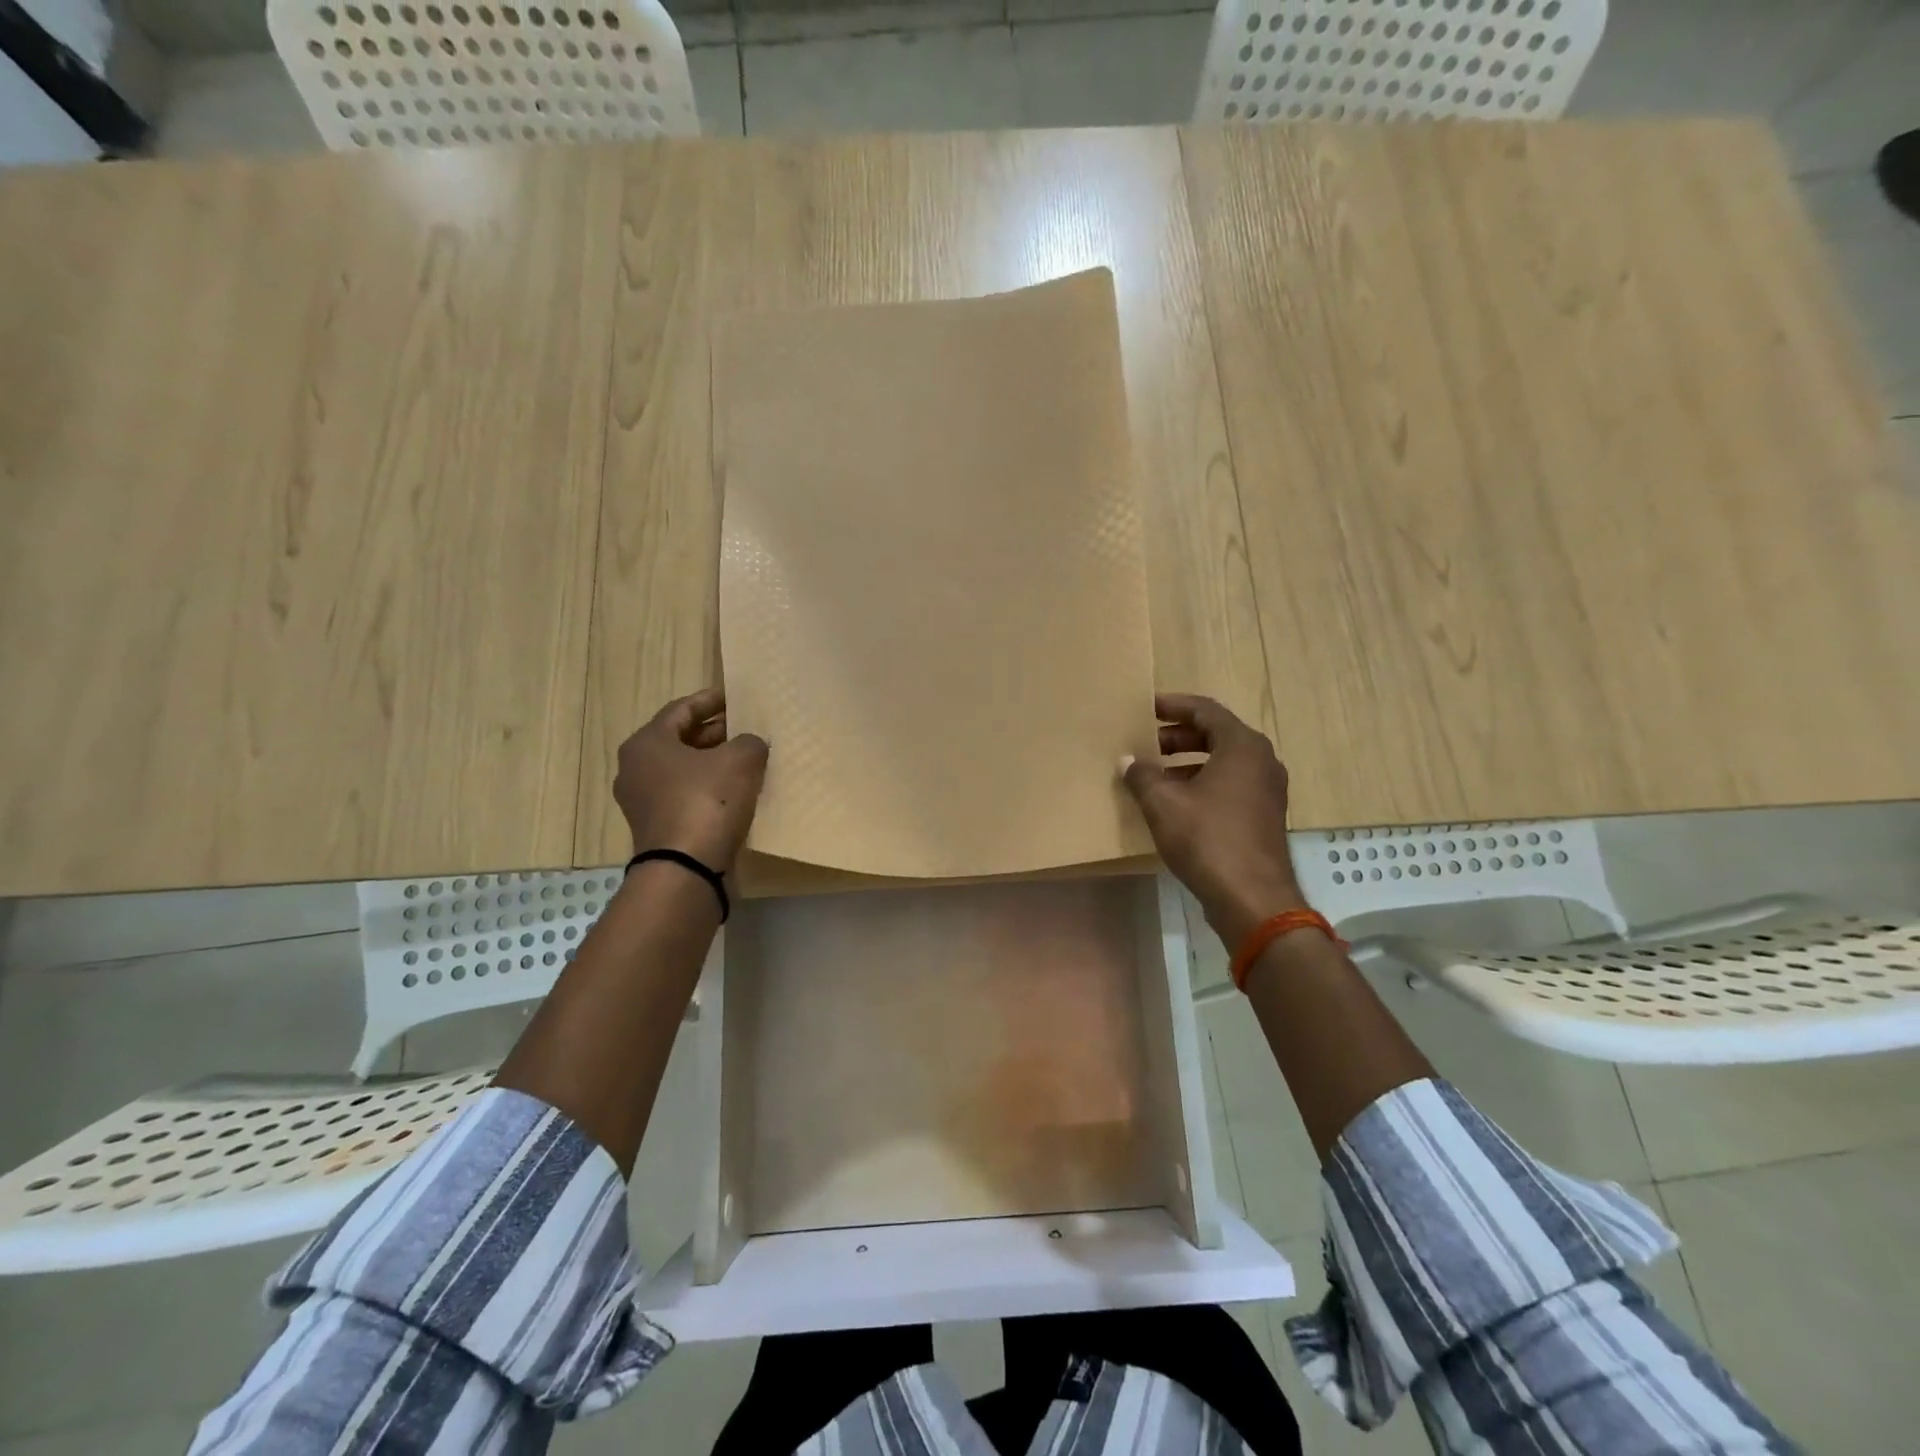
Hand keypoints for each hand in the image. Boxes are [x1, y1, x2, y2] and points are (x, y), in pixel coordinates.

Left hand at [613, 688, 768, 872]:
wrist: (686, 869)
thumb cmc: (707, 801)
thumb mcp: (741, 760)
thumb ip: (749, 742)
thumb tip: (750, 745)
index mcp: (647, 742)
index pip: (682, 709)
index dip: (712, 700)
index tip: (736, 697)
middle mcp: (636, 768)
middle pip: (680, 739)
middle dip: (715, 733)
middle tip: (746, 727)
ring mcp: (643, 801)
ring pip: (683, 770)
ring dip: (713, 762)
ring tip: (747, 758)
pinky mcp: (657, 828)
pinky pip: (685, 796)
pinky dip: (709, 788)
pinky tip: (736, 792)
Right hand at [1121, 693, 1307, 947]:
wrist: (1252, 898)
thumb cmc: (1207, 839)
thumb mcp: (1163, 803)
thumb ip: (1142, 775)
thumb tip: (1128, 761)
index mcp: (1242, 746)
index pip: (1205, 711)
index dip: (1173, 706)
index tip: (1146, 708)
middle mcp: (1261, 760)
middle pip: (1216, 735)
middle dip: (1177, 737)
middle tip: (1145, 743)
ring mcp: (1266, 790)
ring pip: (1223, 762)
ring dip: (1187, 763)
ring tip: (1153, 774)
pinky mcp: (1263, 815)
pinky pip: (1230, 785)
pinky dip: (1202, 783)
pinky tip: (1173, 803)